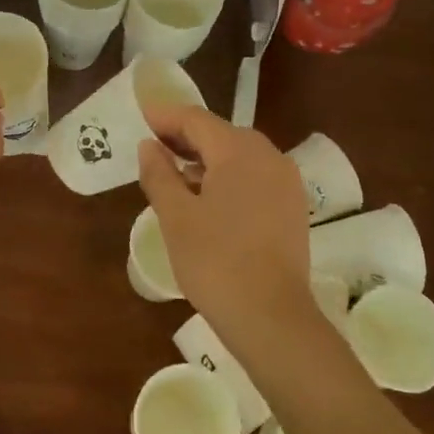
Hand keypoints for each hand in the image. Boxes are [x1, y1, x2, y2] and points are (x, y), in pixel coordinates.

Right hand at [137, 105, 316, 346]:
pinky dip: (228, 177)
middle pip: (220, 133)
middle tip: (154, 147)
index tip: (142, 117)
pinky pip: (254, 176)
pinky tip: (207, 198)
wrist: (271, 317)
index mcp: (239, 151)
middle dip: (186, 137)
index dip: (166, 116)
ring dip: (206, 158)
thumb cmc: (215, 261)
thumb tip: (149, 146)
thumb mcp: (175, 216)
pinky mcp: (292, 206)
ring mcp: (286, 182)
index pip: (196, 120)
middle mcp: (268, 156)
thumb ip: (159, 174)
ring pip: (239, 156)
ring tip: (175, 174)